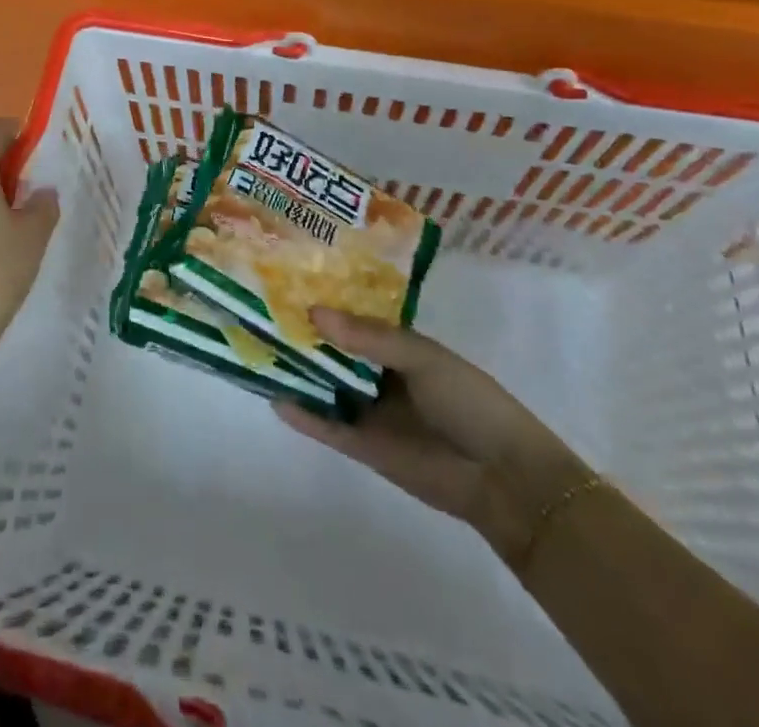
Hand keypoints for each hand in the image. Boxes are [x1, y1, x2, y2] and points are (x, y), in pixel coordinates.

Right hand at [274, 309, 593, 568]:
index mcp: (397, 346)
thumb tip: (314, 311)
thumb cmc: (469, 401)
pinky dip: (302, 415)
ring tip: (256, 348)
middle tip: (260, 310)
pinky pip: (327, 427)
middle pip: (333, 351)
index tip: (287, 281)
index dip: (324, 301)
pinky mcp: (363, 446)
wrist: (503, 477)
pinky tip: (274, 397)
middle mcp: (378, 375)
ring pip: (324, 386)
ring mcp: (369, 411)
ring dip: (297, 371)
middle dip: (303, 333)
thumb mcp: (422, 357)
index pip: (353, 318)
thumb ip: (369, 337)